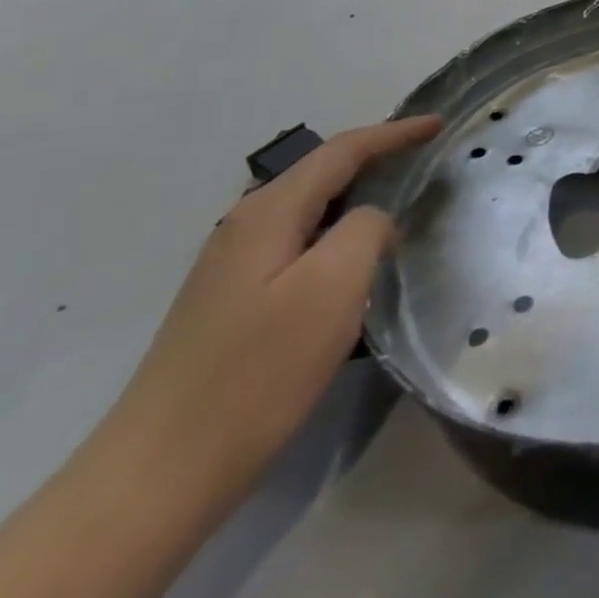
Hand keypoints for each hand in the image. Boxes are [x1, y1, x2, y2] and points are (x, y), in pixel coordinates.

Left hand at [88, 116, 441, 524]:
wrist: (160, 473)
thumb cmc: (257, 372)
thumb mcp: (333, 288)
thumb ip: (365, 230)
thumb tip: (373, 219)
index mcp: (267, 213)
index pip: (341, 151)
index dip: (394, 133)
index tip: (438, 124)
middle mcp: (243, 227)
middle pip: (319, 171)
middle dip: (373, 155)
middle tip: (422, 155)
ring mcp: (231, 266)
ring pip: (306, 208)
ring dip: (354, 194)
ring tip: (398, 198)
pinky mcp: (231, 302)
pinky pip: (296, 241)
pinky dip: (334, 230)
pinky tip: (351, 259)